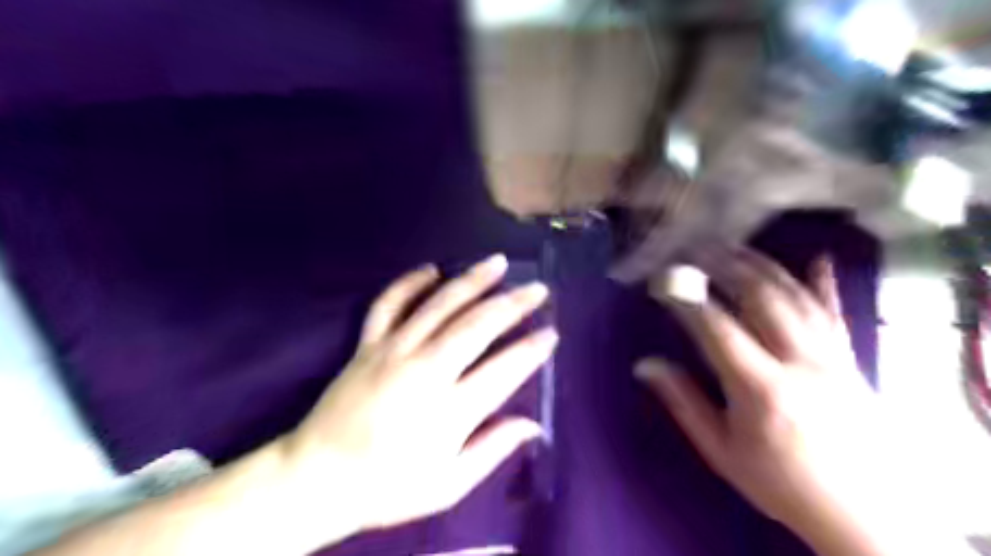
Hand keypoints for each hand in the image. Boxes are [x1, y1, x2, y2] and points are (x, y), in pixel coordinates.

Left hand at [278, 257, 555, 541]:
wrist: (316, 477)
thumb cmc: (388, 487)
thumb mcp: (447, 485)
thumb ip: (492, 450)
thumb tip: (533, 425)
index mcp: (448, 410)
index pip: (503, 370)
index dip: (531, 350)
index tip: (551, 333)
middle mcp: (424, 371)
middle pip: (477, 326)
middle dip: (512, 304)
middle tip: (537, 289)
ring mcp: (392, 351)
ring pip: (439, 305)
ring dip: (472, 281)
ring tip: (498, 263)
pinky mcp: (367, 344)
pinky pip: (388, 304)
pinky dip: (409, 282)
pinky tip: (431, 269)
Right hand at [634, 249, 951, 555]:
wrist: (864, 516)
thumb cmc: (780, 483)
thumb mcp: (721, 452)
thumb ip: (683, 402)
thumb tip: (644, 364)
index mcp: (761, 389)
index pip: (716, 328)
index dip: (687, 299)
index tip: (662, 279)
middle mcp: (800, 362)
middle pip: (761, 298)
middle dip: (725, 265)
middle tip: (696, 247)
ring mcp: (831, 356)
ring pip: (796, 296)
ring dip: (761, 265)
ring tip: (732, 246)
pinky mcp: (851, 359)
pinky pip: (837, 313)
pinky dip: (825, 283)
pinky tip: (816, 258)